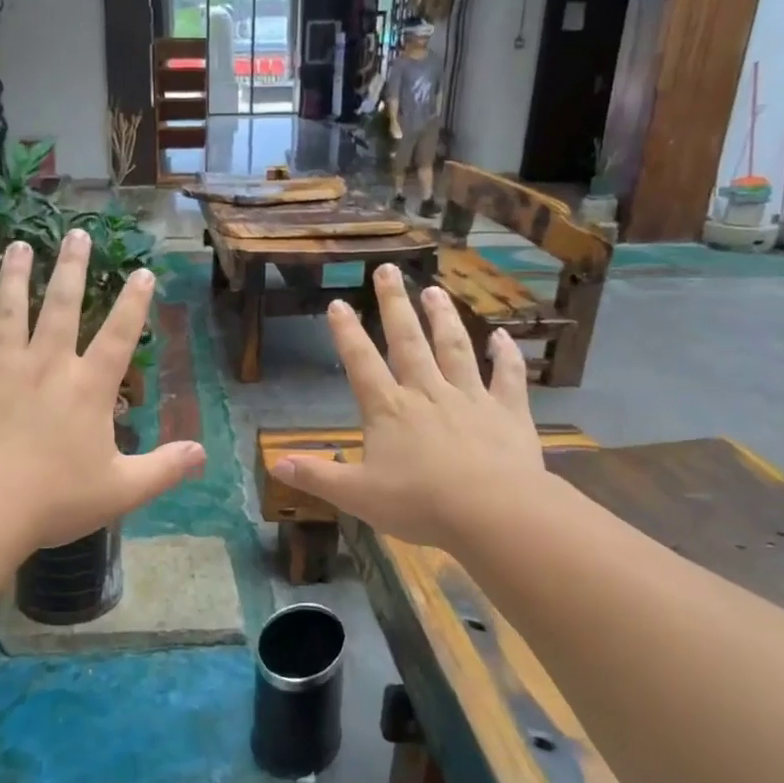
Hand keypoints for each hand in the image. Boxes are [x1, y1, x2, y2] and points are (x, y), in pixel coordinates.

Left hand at [0, 231, 203, 550]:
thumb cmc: (56, 499)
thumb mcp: (122, 490)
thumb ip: (164, 469)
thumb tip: (202, 454)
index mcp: (87, 388)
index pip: (118, 335)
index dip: (134, 303)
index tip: (143, 271)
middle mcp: (45, 366)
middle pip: (60, 306)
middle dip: (71, 268)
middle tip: (76, 233)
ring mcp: (0, 371)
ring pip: (7, 313)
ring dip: (12, 278)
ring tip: (17, 246)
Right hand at [274, 264, 546, 552]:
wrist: (492, 512)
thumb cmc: (420, 504)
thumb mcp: (357, 496)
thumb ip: (317, 477)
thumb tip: (275, 464)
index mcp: (389, 410)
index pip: (361, 363)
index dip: (347, 333)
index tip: (338, 303)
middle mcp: (427, 393)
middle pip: (408, 341)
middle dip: (395, 305)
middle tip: (388, 270)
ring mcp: (471, 398)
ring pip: (455, 348)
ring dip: (443, 318)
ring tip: (434, 290)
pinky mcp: (507, 412)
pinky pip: (507, 376)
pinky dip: (506, 355)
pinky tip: (504, 336)